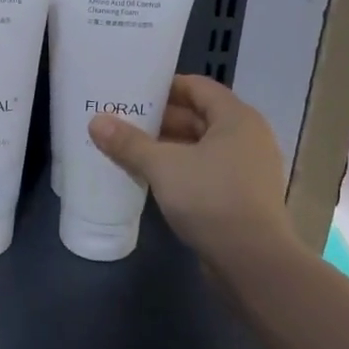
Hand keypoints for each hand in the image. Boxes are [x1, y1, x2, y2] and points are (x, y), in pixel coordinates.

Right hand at [88, 75, 291, 260]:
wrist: (252, 262)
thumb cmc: (211, 198)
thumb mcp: (163, 166)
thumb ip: (129, 142)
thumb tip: (96, 121)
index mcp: (236, 118)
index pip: (197, 86)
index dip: (165, 87)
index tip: (133, 92)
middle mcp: (247, 137)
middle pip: (198, 116)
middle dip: (161, 119)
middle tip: (123, 120)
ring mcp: (247, 169)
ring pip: (201, 146)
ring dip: (168, 146)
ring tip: (129, 148)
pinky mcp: (242, 197)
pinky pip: (206, 171)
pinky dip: (180, 169)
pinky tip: (151, 177)